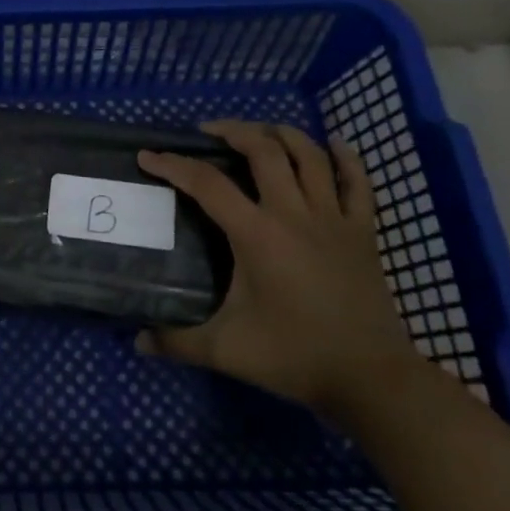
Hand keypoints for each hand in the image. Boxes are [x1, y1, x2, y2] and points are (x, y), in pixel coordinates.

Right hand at [136, 121, 415, 414]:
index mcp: (257, 234)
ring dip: (281, 134)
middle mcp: (294, 214)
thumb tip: (138, 341)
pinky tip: (332, 144)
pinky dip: (346, 158)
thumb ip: (177, 342)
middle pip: (263, 150)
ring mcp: (333, 219)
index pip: (206, 184)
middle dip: (232, 131)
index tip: (148, 155)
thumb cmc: (295, 357)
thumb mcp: (226, 351)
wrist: (371, 379)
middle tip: (208, 132)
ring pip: (309, 155)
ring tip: (258, 132)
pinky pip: (358, 183)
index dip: (173, 164)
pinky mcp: (363, 232)